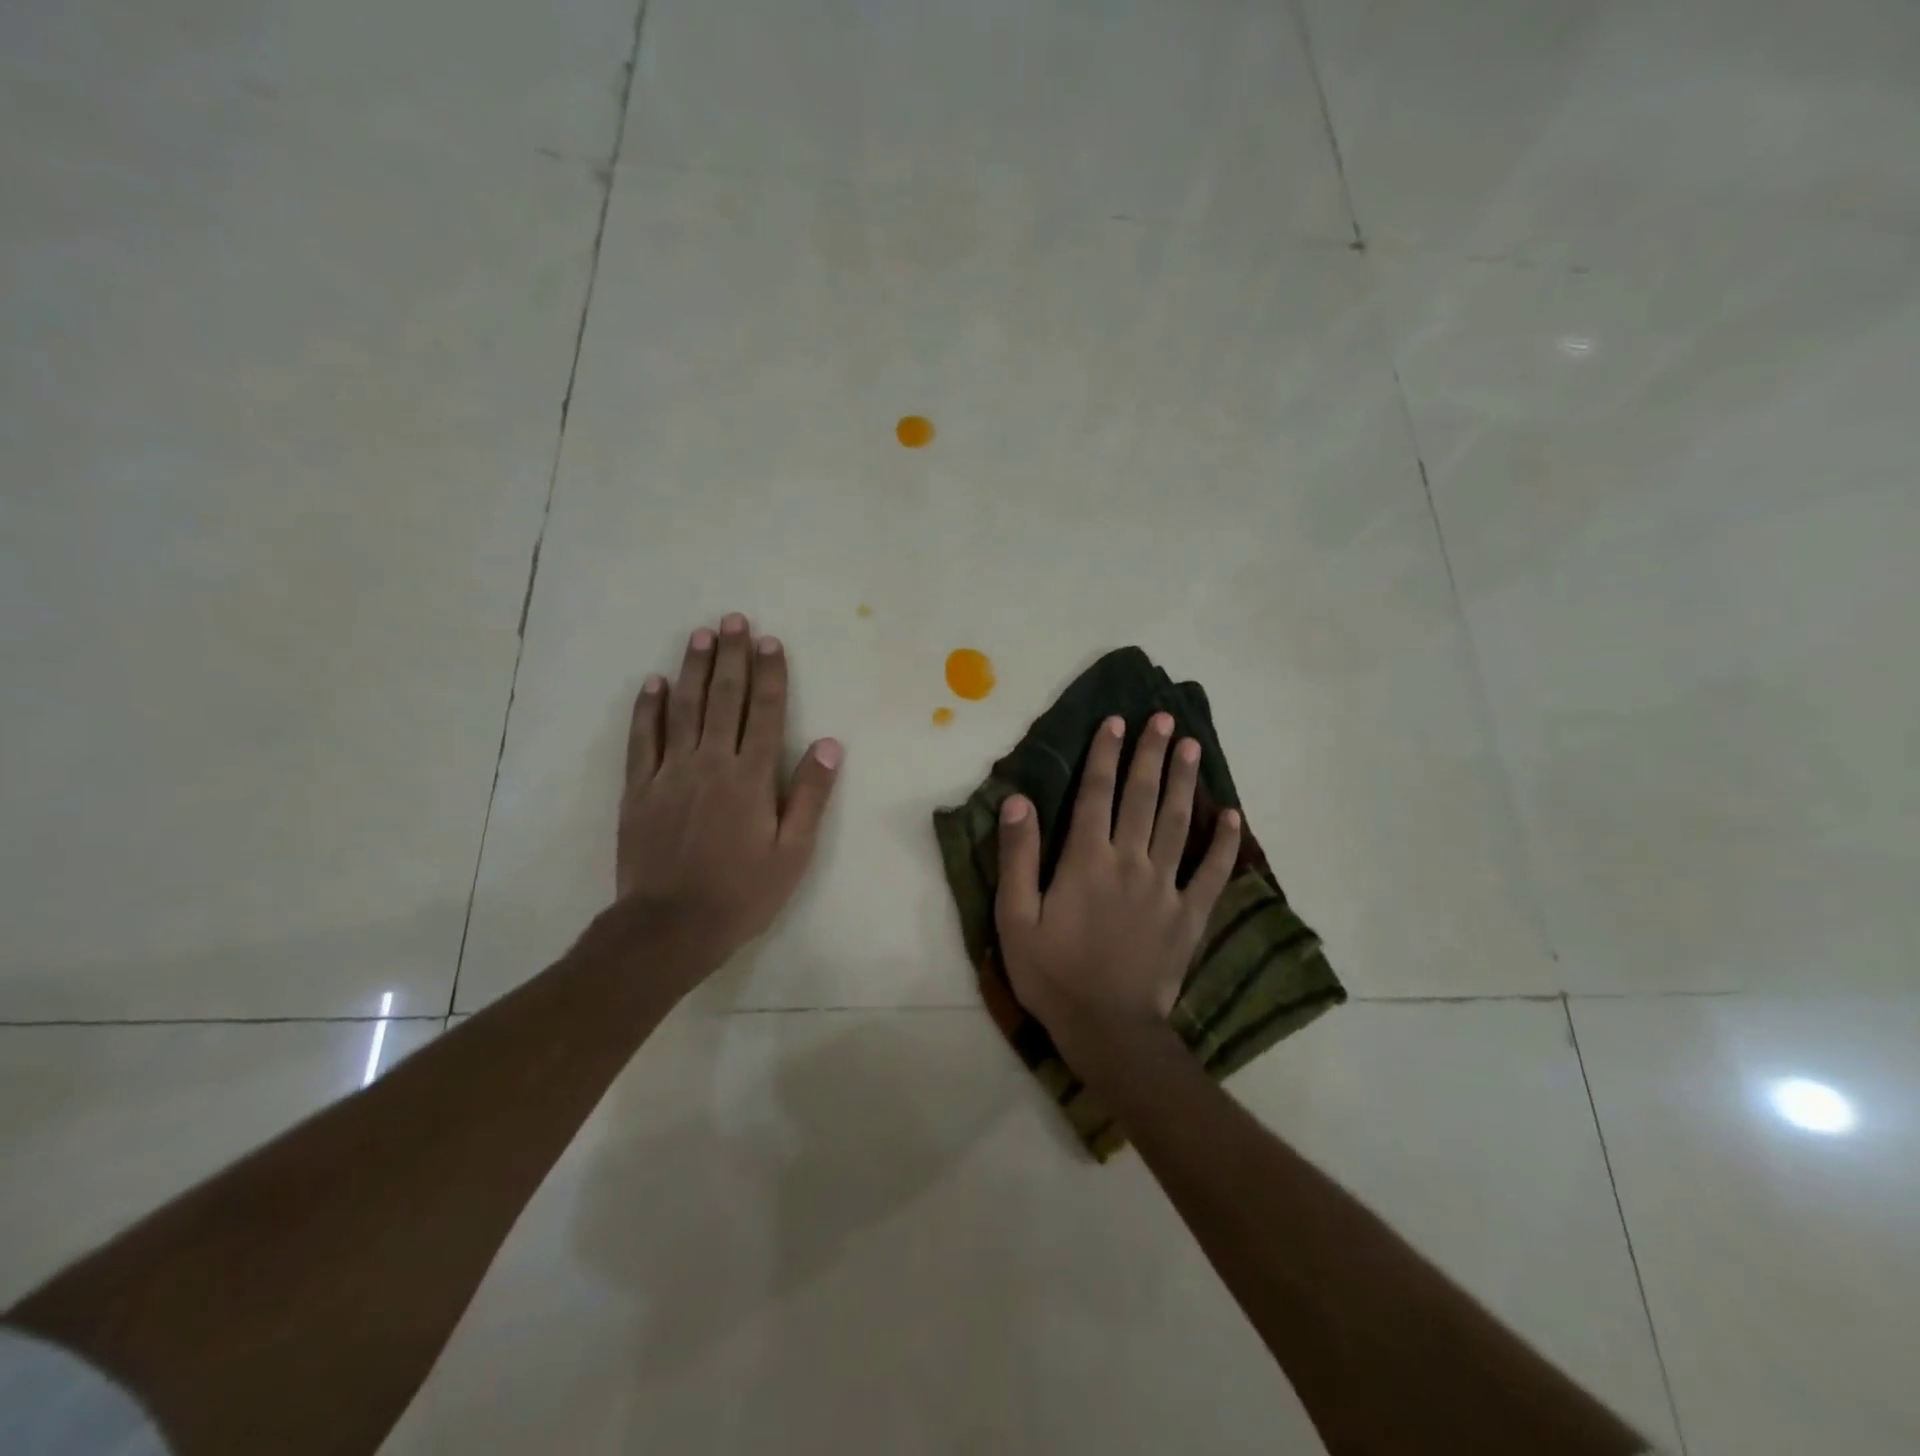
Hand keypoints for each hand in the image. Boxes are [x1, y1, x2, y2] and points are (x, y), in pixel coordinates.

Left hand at [615, 613, 841, 983]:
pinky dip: (648, 708)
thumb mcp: (792, 852)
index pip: (765, 713)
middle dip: (731, 657)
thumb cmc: (741, 893)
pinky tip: (653, 683)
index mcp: (751, 777)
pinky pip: (643, 739)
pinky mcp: (639, 789)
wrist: (670, 927)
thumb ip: (809, 795)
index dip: (769, 674)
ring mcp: (670, 773)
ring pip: (683, 709)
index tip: (770, 642)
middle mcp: (711, 763)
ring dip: (693, 669)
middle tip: (733, 620)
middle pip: (723, 699)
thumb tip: (829, 744)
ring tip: (700, 635)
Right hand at [994, 712, 1238, 1069]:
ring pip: (1177, 823)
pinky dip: (1225, 844)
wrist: (1107, 1029)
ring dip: (1184, 782)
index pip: (1096, 793)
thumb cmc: (1053, 973)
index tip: (1116, 721)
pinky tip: (1233, 816)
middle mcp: (1130, 862)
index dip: (1105, 754)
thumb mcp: (1015, 918)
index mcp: (1087, 860)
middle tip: (1163, 719)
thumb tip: (1018, 801)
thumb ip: (1017, 857)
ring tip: (1192, 747)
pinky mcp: (1190, 915)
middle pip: (1142, 797)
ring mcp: (1165, 887)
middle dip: (1151, 755)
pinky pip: (1213, 873)